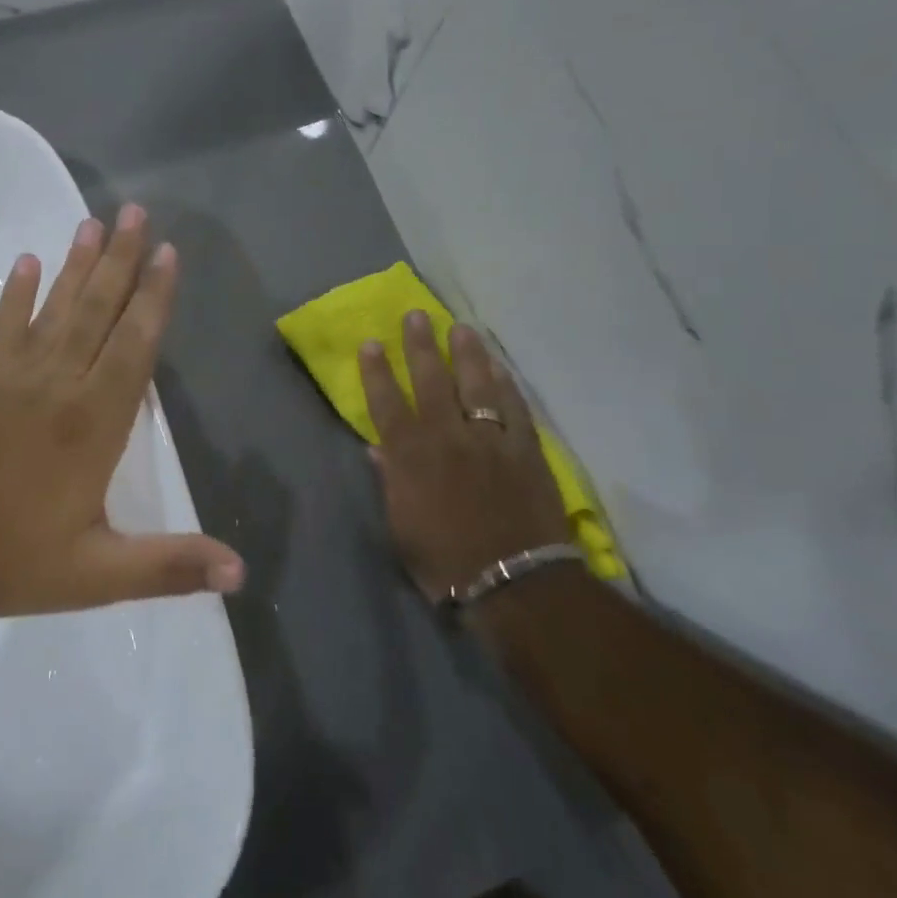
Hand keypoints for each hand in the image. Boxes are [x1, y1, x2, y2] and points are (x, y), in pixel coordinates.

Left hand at [0, 204, 244, 629]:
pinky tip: (24, 262)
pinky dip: (14, 295)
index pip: (134, 345)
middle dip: (120, 260)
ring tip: (91, 223)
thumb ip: (170, 567)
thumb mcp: (99, 575)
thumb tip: (241, 572)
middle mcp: (59, 385)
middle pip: (97, 310)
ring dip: (75, 265)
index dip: (154, 298)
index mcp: (94, 422)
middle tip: (134, 212)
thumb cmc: (14, 562)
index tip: (167, 253)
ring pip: (55, 309)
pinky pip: (1, 328)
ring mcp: (14, 379)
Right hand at [361, 313, 572, 603]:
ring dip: (467, 353)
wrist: (513, 583)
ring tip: (460, 327)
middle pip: (431, 380)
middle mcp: (447, 436)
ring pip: (475, 384)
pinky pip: (514, 408)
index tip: (371, 342)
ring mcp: (489, 439)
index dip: (377, 371)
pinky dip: (506, 385)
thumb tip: (376, 447)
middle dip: (420, 345)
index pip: (387, 402)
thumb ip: (390, 480)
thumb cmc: (445, 561)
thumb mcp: (402, 527)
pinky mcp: (525, 449)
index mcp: (410, 456)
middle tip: (415, 315)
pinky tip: (500, 367)